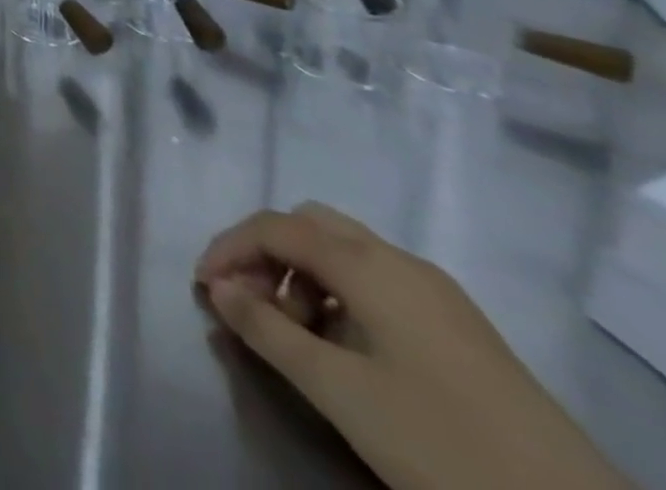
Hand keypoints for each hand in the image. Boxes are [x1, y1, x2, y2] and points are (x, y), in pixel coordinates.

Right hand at [196, 203, 630, 489]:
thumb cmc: (439, 439)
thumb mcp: (339, 390)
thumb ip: (267, 330)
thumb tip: (218, 287)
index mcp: (368, 263)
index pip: (274, 227)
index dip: (229, 248)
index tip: (204, 287)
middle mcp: (399, 260)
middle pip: (310, 226)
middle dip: (267, 254)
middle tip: (248, 302)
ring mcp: (437, 293)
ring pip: (345, 254)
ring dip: (303, 278)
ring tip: (295, 336)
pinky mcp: (461, 328)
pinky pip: (378, 284)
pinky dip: (341, 298)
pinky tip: (344, 348)